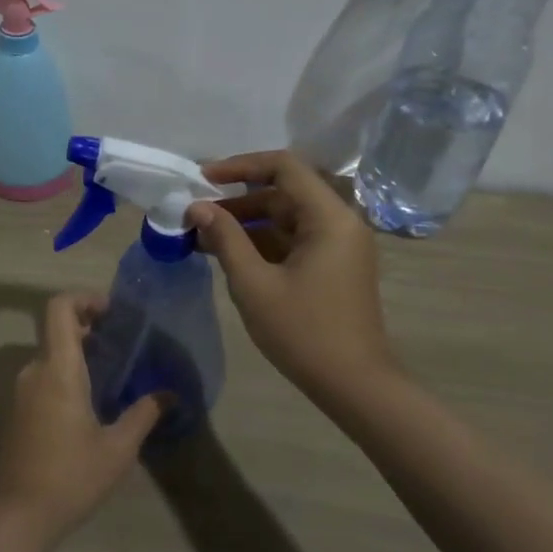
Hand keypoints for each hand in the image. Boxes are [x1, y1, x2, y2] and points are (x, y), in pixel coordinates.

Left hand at [0, 292, 164, 542]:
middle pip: (57, 330)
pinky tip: (90, 405)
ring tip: (113, 377)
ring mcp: (21, 392)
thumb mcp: (117, 449)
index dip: (84, 298)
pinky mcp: (17, 412)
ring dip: (79, 355)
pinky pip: (43, 378)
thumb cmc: (71, 477)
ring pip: (50, 356)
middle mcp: (34, 371)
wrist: (17, 518)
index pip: (59, 308)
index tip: (112, 313)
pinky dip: (66, 375)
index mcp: (57, 369)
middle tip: (123, 346)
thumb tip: (169, 394)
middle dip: (89, 329)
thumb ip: (143, 414)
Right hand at [187, 150, 401, 408]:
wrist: (354, 386)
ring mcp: (339, 245)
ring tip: (204, 236)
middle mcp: (340, 222)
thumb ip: (225, 238)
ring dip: (247, 221)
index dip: (241, 166)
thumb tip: (197, 207)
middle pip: (285, 191)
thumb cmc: (304, 332)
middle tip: (197, 212)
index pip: (284, 167)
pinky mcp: (334, 265)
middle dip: (238, 199)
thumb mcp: (254, 284)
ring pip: (287, 216)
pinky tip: (228, 254)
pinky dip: (262, 241)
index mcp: (329, 217)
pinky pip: (294, 238)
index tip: (204, 178)